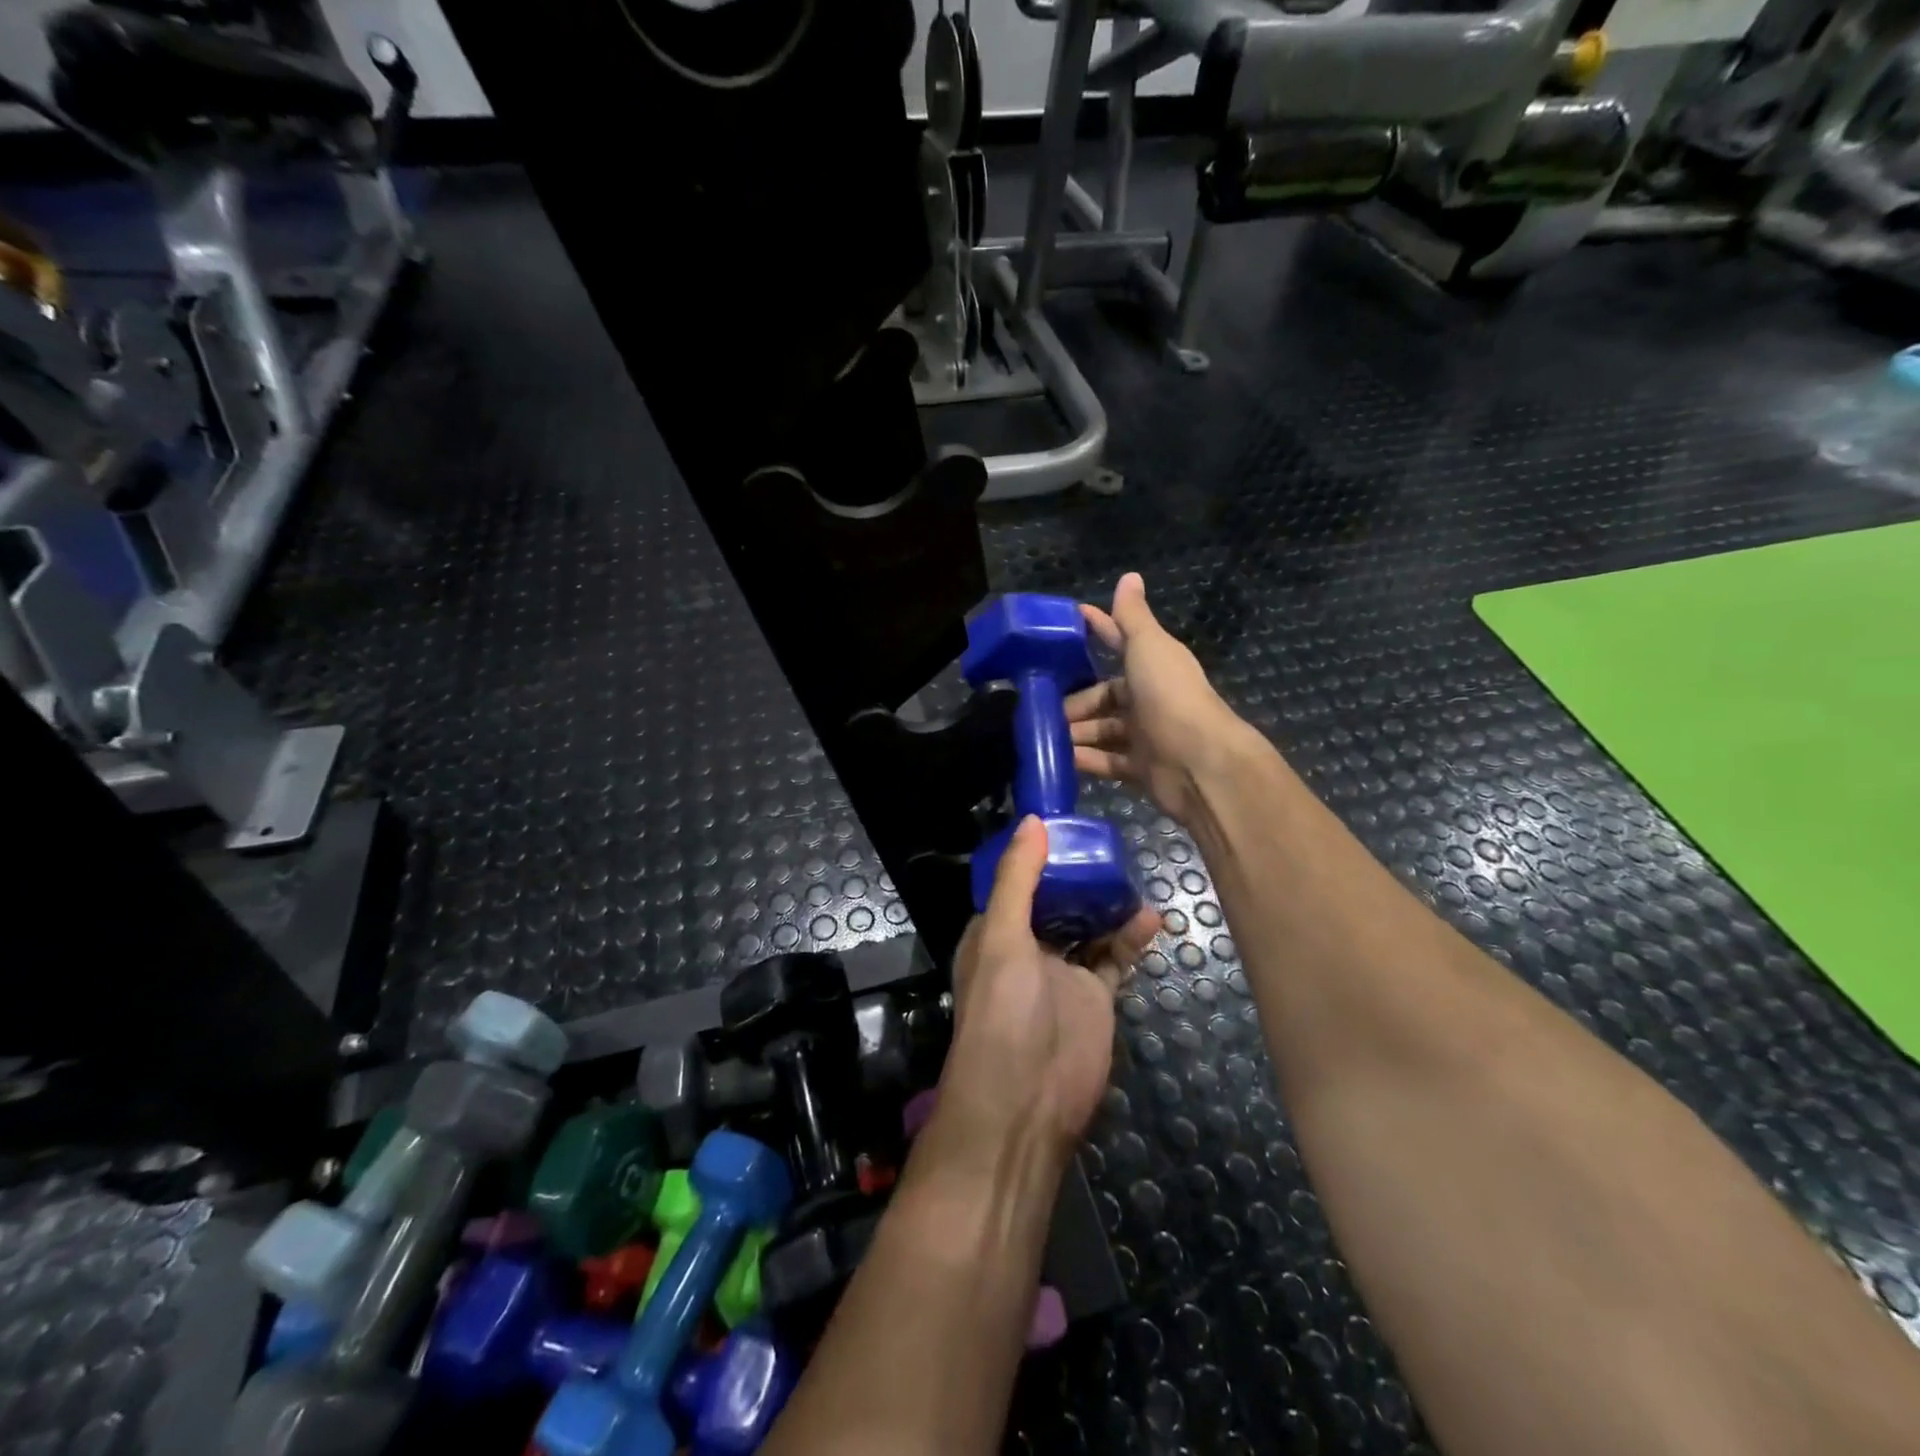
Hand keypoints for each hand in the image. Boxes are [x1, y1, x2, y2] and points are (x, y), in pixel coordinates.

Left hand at [934, 818, 1161, 1164]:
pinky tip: (1152, 918)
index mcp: (994, 930)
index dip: (1036, 854)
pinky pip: (1115, 957)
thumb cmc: (1003, 1012)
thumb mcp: (1001, 938)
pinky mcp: (1094, 996)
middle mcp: (1026, 947)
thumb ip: (1017, 881)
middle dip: (1079, 875)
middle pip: (1056, 900)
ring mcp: (1062, 972)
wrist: (1026, 1104)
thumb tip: (1033, 821)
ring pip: (1088, 925)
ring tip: (1134, 874)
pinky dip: (1131, 938)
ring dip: (1108, 903)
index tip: (1066, 822)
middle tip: (1110, 844)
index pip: (1014, 881)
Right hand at [1067, 572, 1248, 824]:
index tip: (1062, 627)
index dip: (1095, 632)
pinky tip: (1059, 759)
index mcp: (1152, 666)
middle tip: (1042, 706)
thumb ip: (1133, 616)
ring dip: (1076, 732)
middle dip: (1075, 701)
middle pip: (1104, 696)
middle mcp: (1149, 698)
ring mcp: (1146, 736)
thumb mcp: (1148, 646)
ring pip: (1102, 730)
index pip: (1118, 643)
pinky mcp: (1141, 768)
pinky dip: (1085, 760)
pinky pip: (1106, 762)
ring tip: (1043, 736)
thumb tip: (1130, 575)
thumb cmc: (1169, 695)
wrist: (1200, 760)